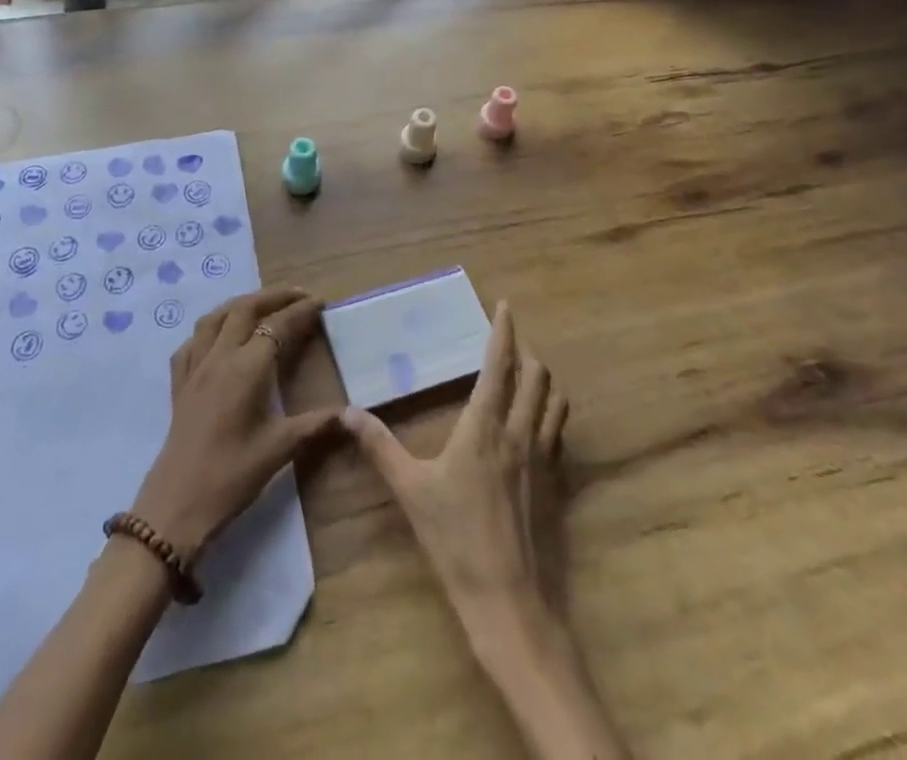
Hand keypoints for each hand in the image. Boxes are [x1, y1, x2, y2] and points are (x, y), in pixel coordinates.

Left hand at [131, 287, 340, 558]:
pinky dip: (210, 329)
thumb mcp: (280, 449)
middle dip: (273, 295)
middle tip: (298, 295)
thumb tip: (350, 413)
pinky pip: (193, 341)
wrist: (177, 505)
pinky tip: (219, 339)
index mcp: (248, 367)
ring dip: (241, 304)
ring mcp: (195, 367)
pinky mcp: (178, 383)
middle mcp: (220, 356)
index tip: (320, 302)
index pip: (278, 325)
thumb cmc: (233, 475)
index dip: (301, 311)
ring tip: (262, 305)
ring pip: (215, 317)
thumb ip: (316, 424)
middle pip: (245, 308)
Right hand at [343, 302, 569, 625]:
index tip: (506, 306)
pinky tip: (535, 426)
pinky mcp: (555, 486)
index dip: (503, 331)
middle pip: (537, 377)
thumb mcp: (409, 489)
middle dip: (526, 352)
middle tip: (510, 343)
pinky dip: (550, 415)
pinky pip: (559, 434)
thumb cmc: (455, 539)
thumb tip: (347, 412)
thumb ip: (379, 446)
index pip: (499, 365)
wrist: (508, 601)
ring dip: (543, 381)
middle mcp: (520, 433)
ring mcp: (543, 460)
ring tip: (527, 376)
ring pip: (555, 403)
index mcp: (485, 426)